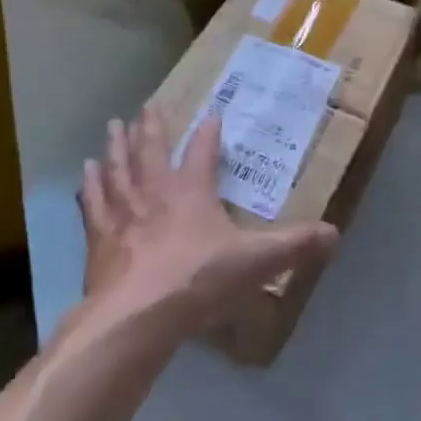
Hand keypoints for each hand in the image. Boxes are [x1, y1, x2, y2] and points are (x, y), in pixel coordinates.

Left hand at [79, 108, 337, 338]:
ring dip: (116, 146)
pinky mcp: (99, 238)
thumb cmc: (198, 280)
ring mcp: (122, 212)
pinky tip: (85, 173)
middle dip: (152, 127)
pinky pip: (93, 202)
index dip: (208, 133)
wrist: (137, 315)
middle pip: (151, 150)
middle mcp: (154, 192)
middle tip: (148, 106)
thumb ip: (293, 245)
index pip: (202, 151)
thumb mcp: (255, 262)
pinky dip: (90, 185)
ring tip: (112, 126)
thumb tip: (335, 233)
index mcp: (191, 191)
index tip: (212, 115)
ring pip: (118, 168)